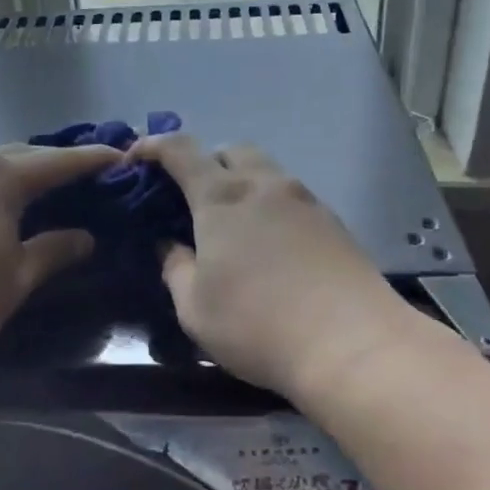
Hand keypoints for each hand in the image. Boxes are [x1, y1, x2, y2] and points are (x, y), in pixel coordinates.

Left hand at [0, 141, 122, 367]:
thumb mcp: (15, 279)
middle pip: (21, 153)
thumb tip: (85, 237)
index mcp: (1, 178)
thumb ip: (53, 252)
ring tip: (40, 186)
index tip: (120, 155)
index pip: (58, 161)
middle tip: (83, 174)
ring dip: (19, 169)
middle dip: (54, 160)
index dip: (91, 159)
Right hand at [130, 135, 418, 402]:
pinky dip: (270, 205)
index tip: (136, 159)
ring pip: (265, 171)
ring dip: (241, 183)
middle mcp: (263, 185)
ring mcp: (304, 199)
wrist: (352, 343)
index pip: (180, 150)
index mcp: (221, 197)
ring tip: (233, 225)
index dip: (153, 146)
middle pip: (229, 151)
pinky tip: (271, 245)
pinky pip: (291, 196)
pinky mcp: (333, 221)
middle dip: (204, 164)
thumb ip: (175, 267)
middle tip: (191, 200)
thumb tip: (169, 245)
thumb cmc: (257, 325)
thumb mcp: (194, 307)